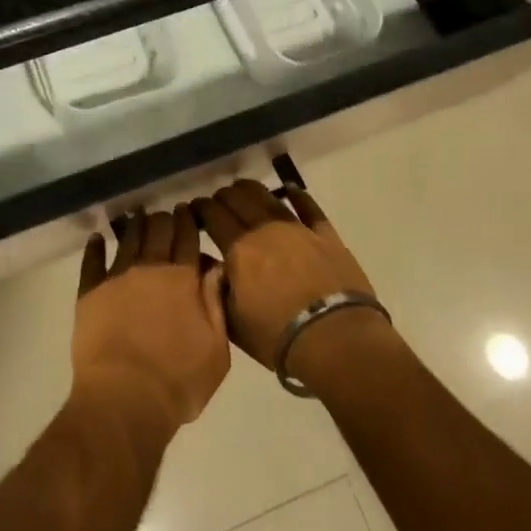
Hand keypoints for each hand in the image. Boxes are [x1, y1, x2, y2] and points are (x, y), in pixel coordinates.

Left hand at [71, 210, 229, 439]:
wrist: (125, 397)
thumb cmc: (178, 382)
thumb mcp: (216, 351)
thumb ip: (216, 305)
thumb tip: (216, 267)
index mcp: (183, 279)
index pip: (187, 239)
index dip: (187, 221)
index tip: (186, 209)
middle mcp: (149, 268)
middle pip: (158, 232)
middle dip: (163, 219)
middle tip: (164, 213)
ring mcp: (117, 276)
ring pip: (128, 239)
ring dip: (133, 224)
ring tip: (136, 214)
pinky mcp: (90, 291)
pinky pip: (92, 261)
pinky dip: (95, 247)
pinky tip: (97, 238)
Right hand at [189, 179, 389, 388]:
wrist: (337, 341)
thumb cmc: (278, 337)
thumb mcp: (232, 321)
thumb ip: (214, 287)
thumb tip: (205, 262)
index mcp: (238, 249)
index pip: (212, 215)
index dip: (200, 208)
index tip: (193, 208)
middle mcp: (264, 230)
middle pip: (237, 199)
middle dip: (222, 197)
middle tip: (216, 203)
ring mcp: (297, 229)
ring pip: (268, 196)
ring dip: (250, 189)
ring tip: (242, 190)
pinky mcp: (326, 236)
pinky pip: (309, 207)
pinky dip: (297, 196)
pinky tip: (290, 190)